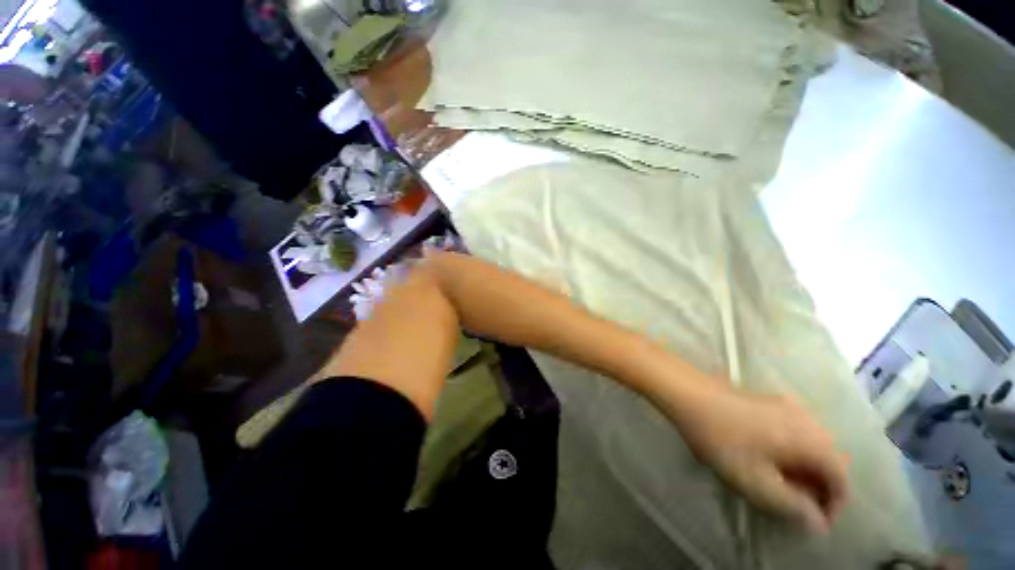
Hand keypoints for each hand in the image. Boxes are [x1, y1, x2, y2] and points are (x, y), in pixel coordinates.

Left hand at [672, 387, 848, 533]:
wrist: (689, 394)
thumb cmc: (722, 440)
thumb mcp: (757, 483)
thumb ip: (793, 507)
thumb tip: (818, 523)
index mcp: (811, 439)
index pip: (841, 479)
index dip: (833, 505)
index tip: (812, 522)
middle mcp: (807, 419)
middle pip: (828, 460)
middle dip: (817, 487)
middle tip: (793, 505)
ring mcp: (786, 405)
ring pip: (810, 445)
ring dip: (803, 469)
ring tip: (779, 485)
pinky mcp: (767, 401)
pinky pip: (792, 431)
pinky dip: (789, 450)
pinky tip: (766, 458)